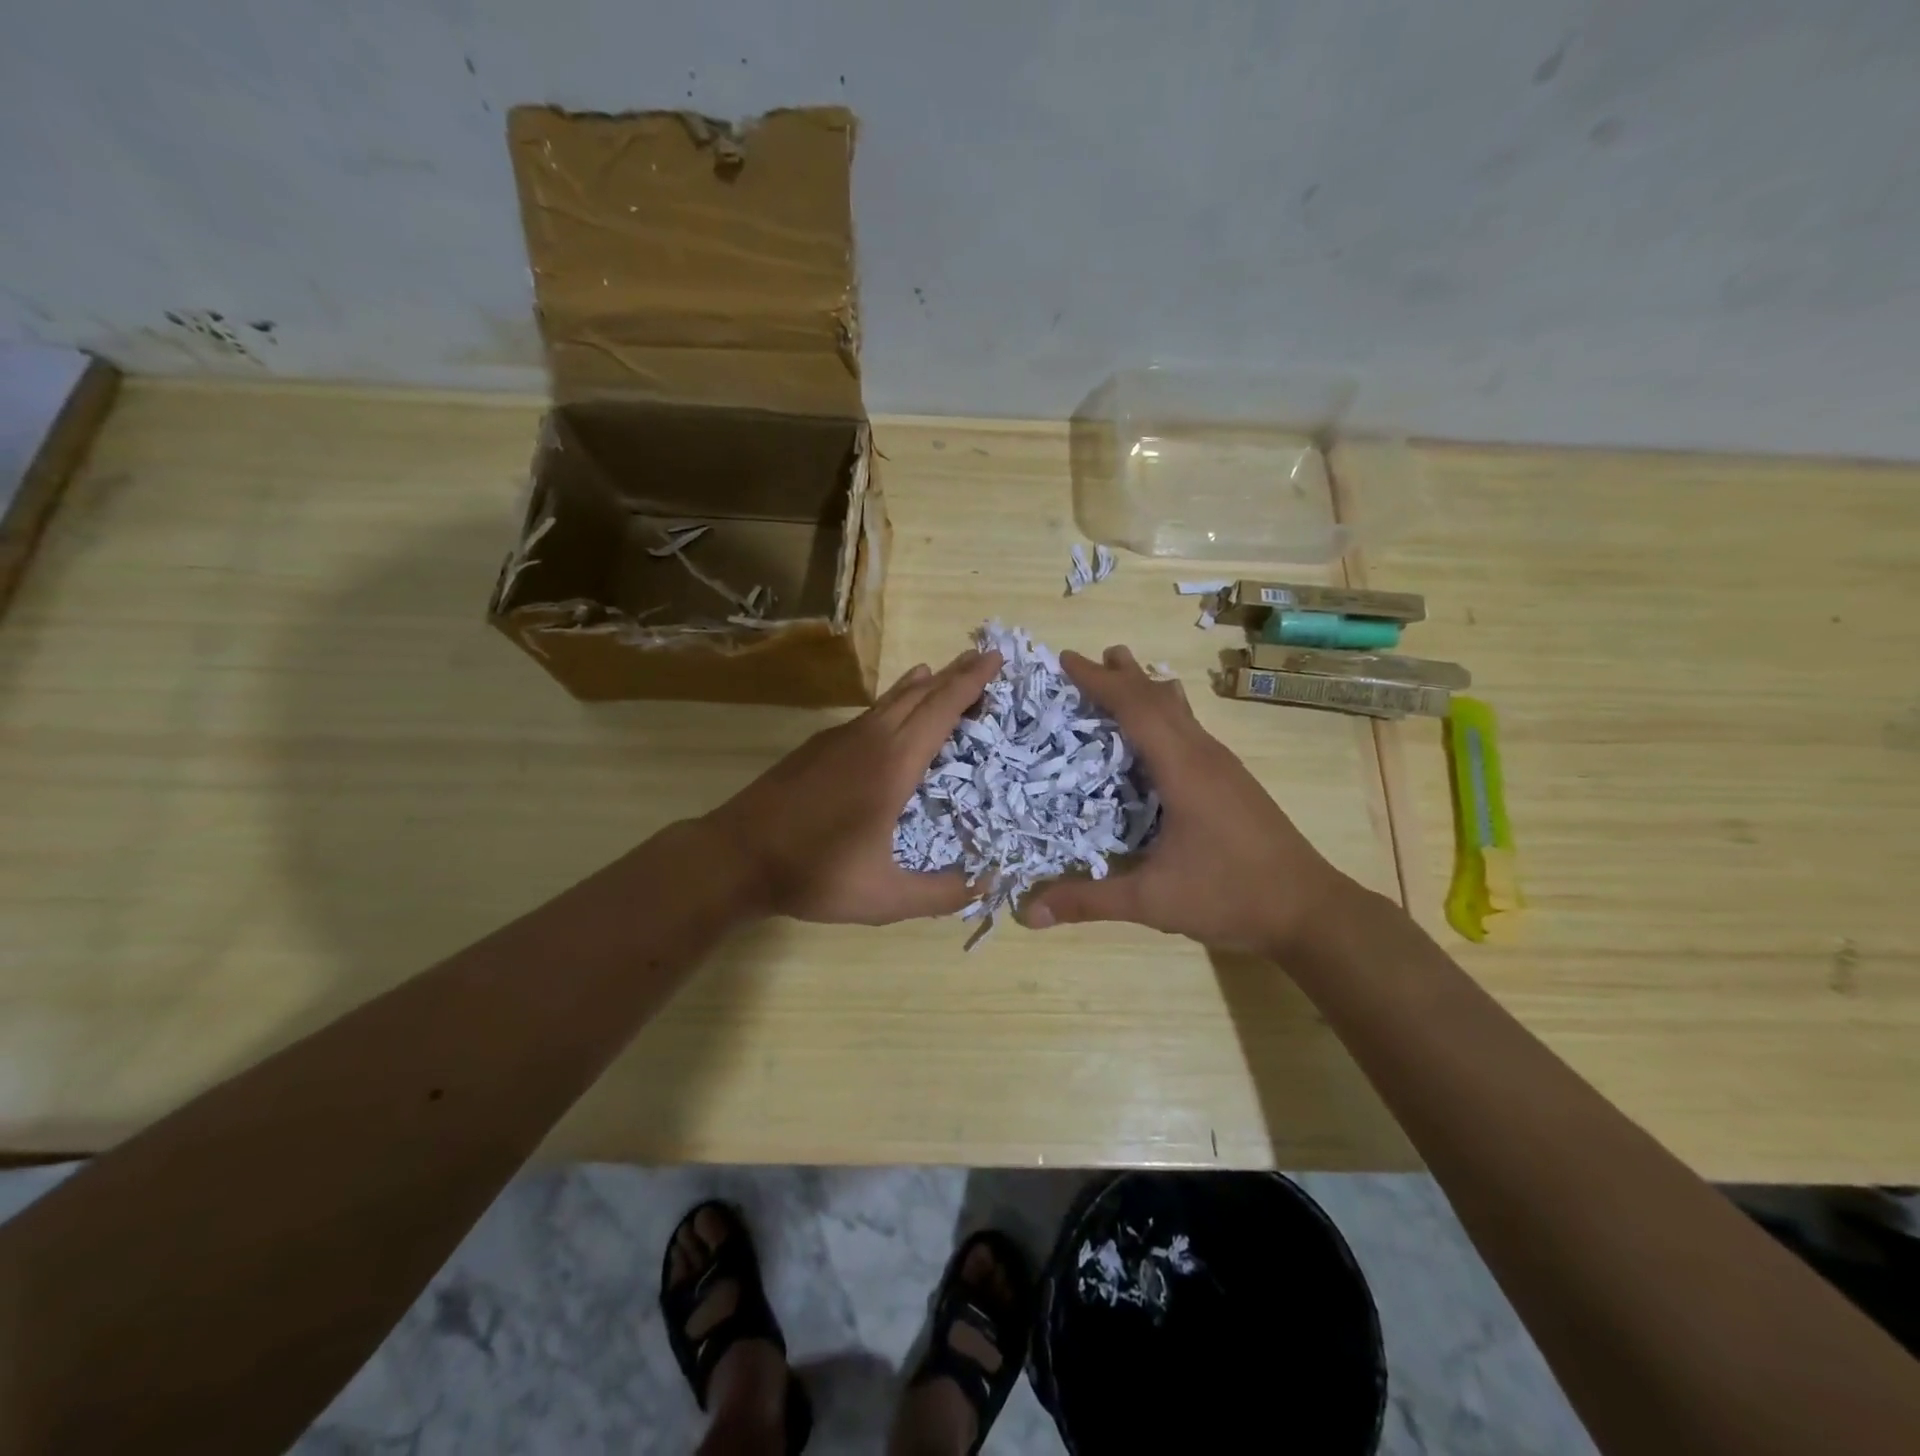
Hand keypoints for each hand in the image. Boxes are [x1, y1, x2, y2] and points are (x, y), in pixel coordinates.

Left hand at [702, 648, 1004, 923]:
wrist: (736, 855)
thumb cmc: (814, 873)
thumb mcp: (884, 897)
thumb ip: (940, 894)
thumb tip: (987, 885)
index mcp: (892, 765)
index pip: (941, 711)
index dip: (971, 682)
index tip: (996, 657)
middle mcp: (870, 739)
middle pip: (920, 695)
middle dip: (956, 674)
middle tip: (985, 659)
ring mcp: (840, 739)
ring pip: (892, 700)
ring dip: (925, 685)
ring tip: (946, 673)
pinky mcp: (819, 746)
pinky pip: (870, 712)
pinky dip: (895, 702)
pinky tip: (894, 709)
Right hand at [1019, 646, 1355, 954]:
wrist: (1310, 910)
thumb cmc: (1230, 896)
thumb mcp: (1152, 901)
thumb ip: (1089, 901)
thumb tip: (1029, 915)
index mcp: (1183, 769)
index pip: (1135, 709)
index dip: (1099, 682)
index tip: (1067, 659)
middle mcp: (1204, 755)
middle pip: (1159, 698)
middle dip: (1123, 675)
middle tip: (1090, 657)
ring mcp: (1224, 766)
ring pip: (1180, 711)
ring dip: (1147, 690)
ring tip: (1123, 676)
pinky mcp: (1233, 780)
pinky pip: (1191, 729)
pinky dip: (1164, 714)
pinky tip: (1159, 733)